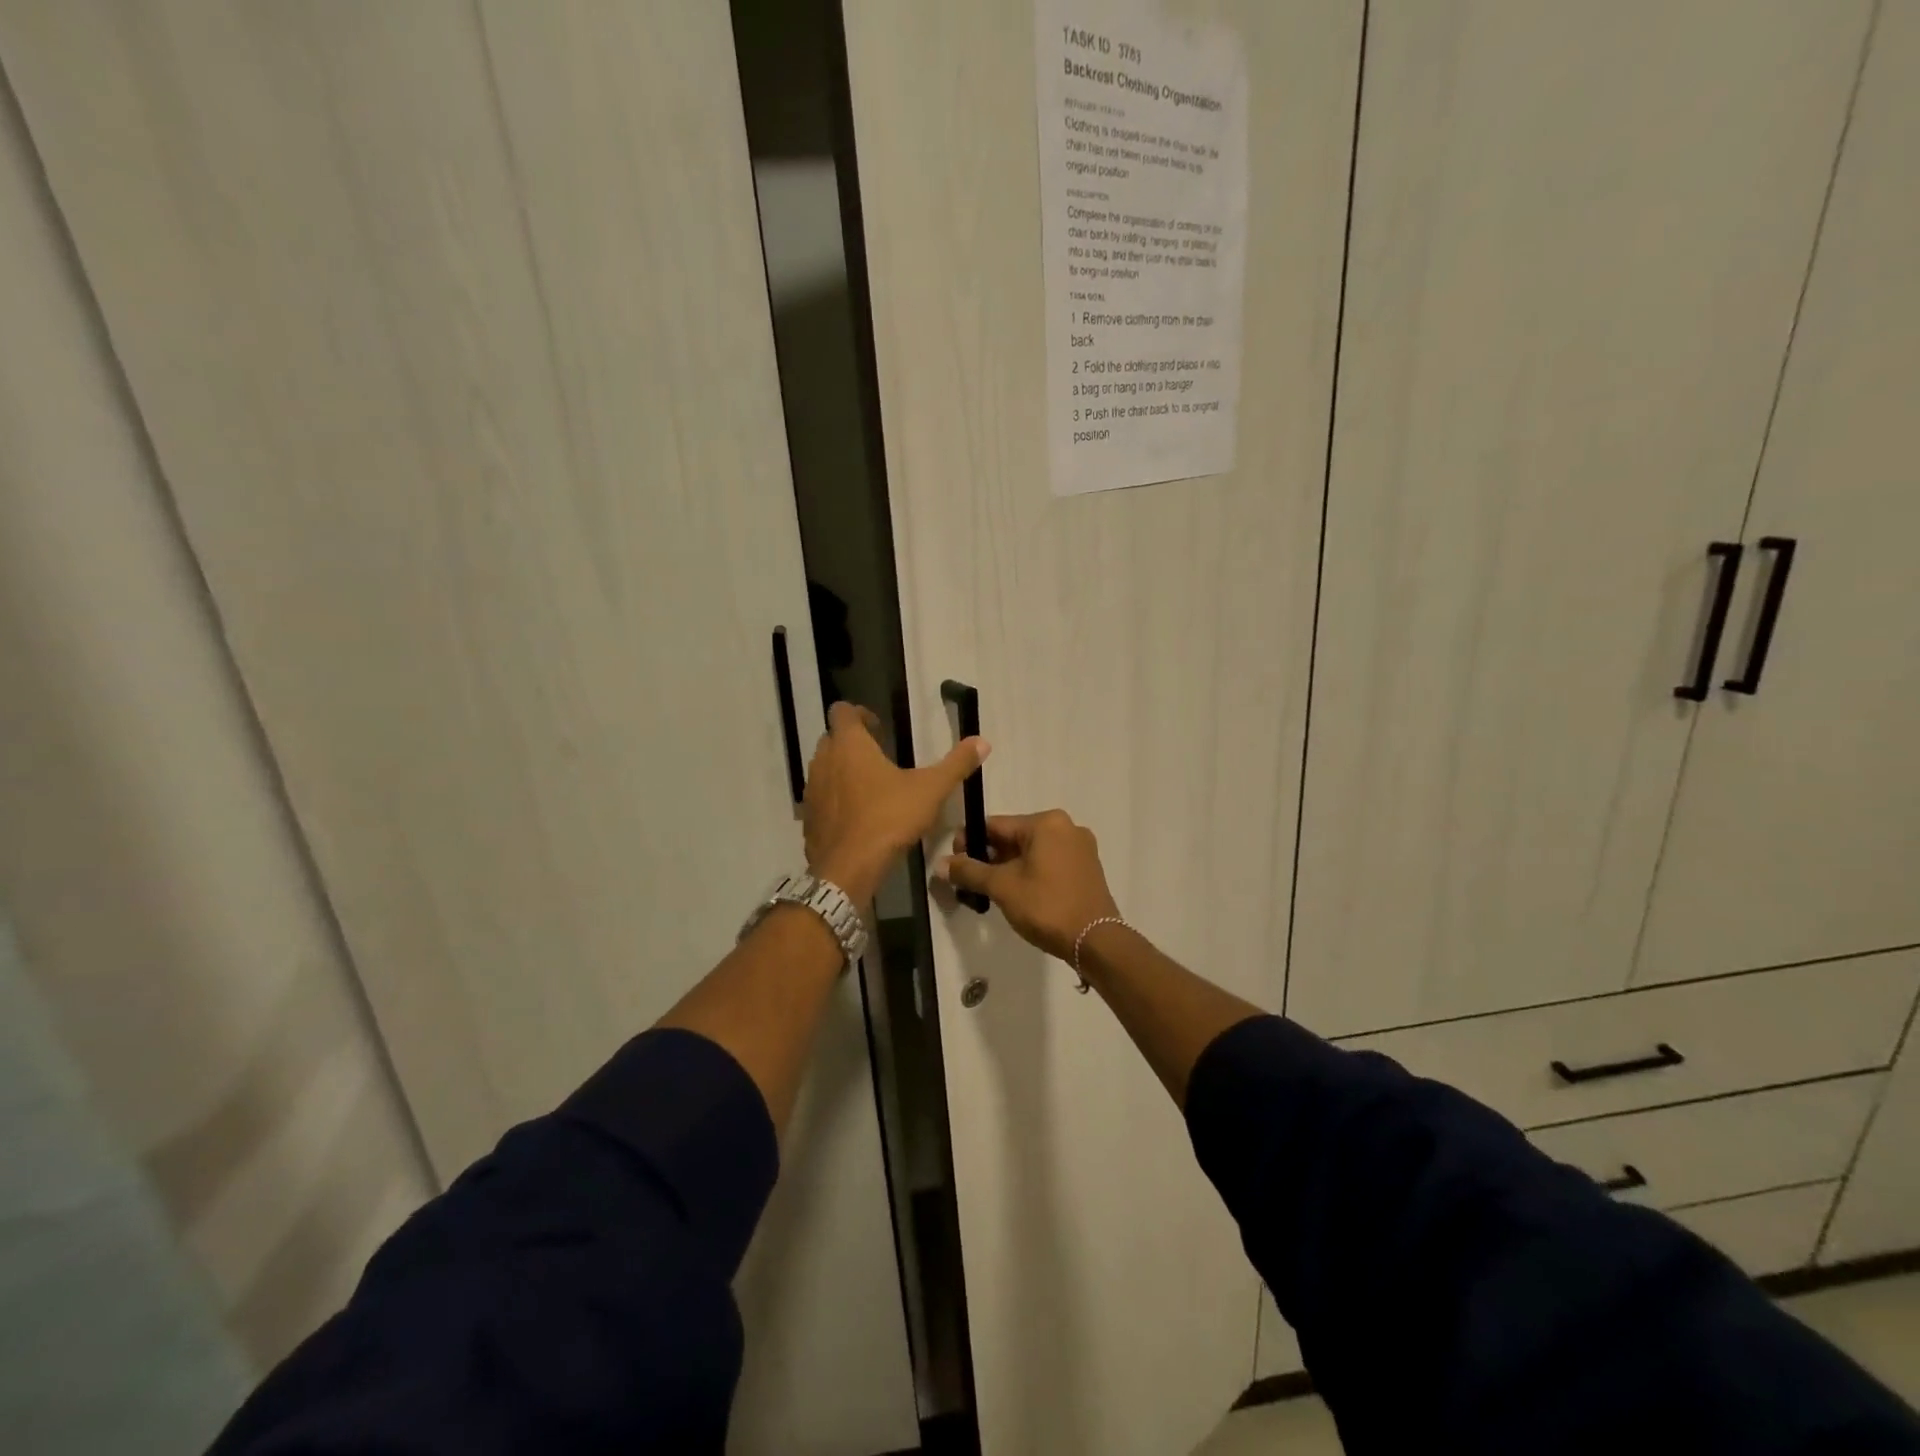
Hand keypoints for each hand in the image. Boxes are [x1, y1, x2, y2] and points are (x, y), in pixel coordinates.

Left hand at [804, 701, 987, 904]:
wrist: (848, 868)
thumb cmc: (889, 818)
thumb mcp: (931, 790)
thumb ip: (956, 764)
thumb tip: (982, 741)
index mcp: (850, 745)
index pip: (842, 711)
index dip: (859, 714)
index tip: (879, 727)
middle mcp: (824, 760)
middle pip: (832, 738)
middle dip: (852, 742)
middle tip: (878, 755)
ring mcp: (811, 789)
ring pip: (824, 768)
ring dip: (841, 769)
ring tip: (869, 785)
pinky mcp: (808, 817)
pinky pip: (820, 797)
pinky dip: (834, 798)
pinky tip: (856, 815)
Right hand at [935, 809, 1120, 961]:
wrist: (1095, 941)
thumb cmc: (1046, 906)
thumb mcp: (1002, 887)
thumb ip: (970, 872)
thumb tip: (940, 864)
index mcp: (1047, 823)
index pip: (996, 825)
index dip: (970, 841)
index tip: (954, 862)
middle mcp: (1066, 827)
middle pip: (1014, 837)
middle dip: (990, 857)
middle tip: (970, 881)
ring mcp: (1080, 848)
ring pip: (1032, 851)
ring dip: (1008, 867)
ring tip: (990, 891)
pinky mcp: (1087, 868)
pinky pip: (1049, 863)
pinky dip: (1030, 873)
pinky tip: (1018, 894)